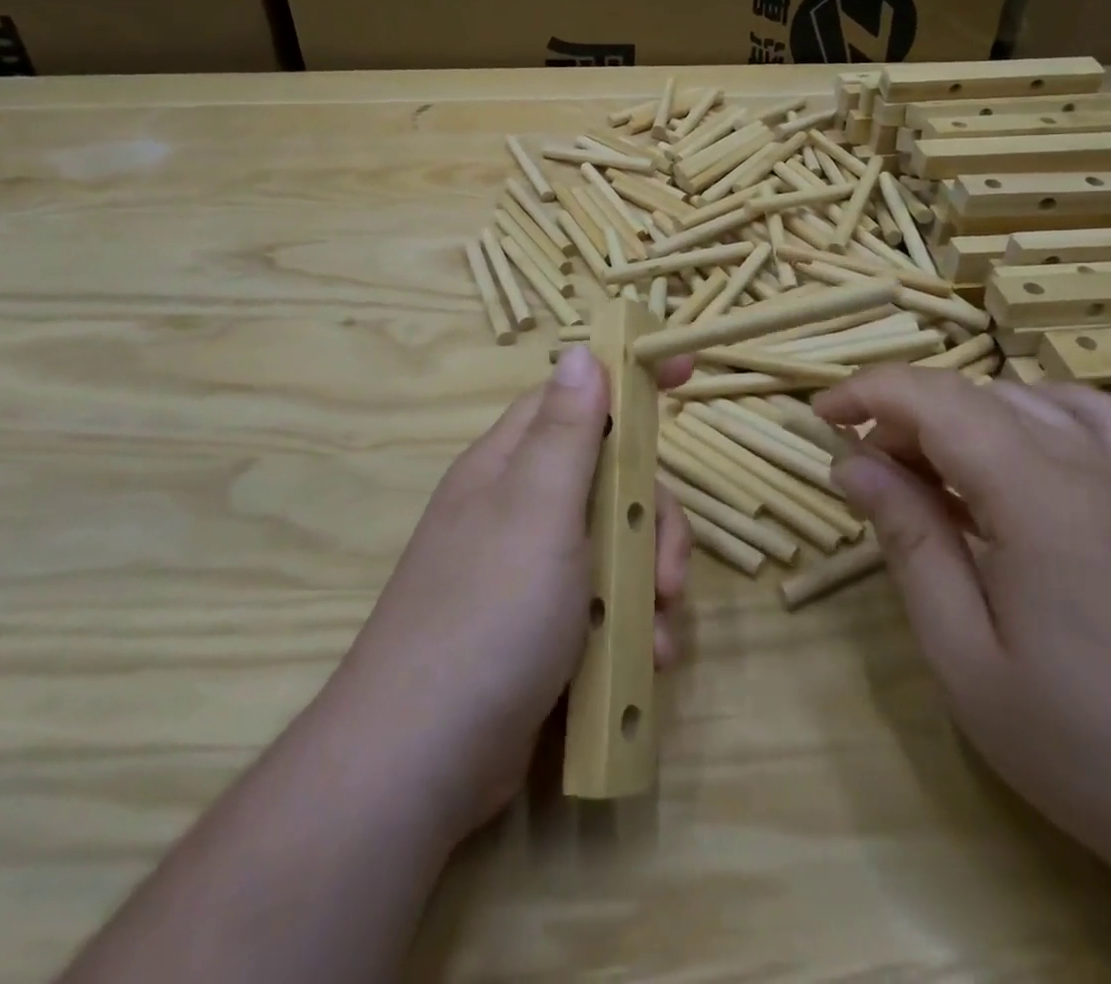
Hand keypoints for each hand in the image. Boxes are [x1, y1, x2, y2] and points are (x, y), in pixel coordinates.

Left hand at [326, 344, 693, 844]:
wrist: (423, 761)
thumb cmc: (488, 614)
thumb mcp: (538, 509)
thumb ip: (566, 430)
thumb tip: (579, 350)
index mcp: (512, 465)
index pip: (576, 398)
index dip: (628, 383)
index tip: (687, 373)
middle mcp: (521, 508)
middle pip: (611, 478)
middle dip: (653, 519)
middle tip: (667, 572)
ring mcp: (532, 571)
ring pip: (618, 543)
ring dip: (650, 583)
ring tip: (658, 635)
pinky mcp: (545, 627)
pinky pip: (606, 602)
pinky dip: (632, 627)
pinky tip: (643, 663)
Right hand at [813, 370, 1110, 887]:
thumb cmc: (1088, 747)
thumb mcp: (964, 655)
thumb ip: (909, 541)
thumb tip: (852, 464)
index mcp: (1035, 496)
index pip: (934, 400)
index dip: (867, 393)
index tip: (819, 419)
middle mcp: (1085, 465)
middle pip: (971, 396)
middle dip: (900, 415)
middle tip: (864, 475)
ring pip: (1021, 399)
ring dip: (954, 416)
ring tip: (924, 472)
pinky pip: (1088, 418)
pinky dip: (1032, 410)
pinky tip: (1014, 447)